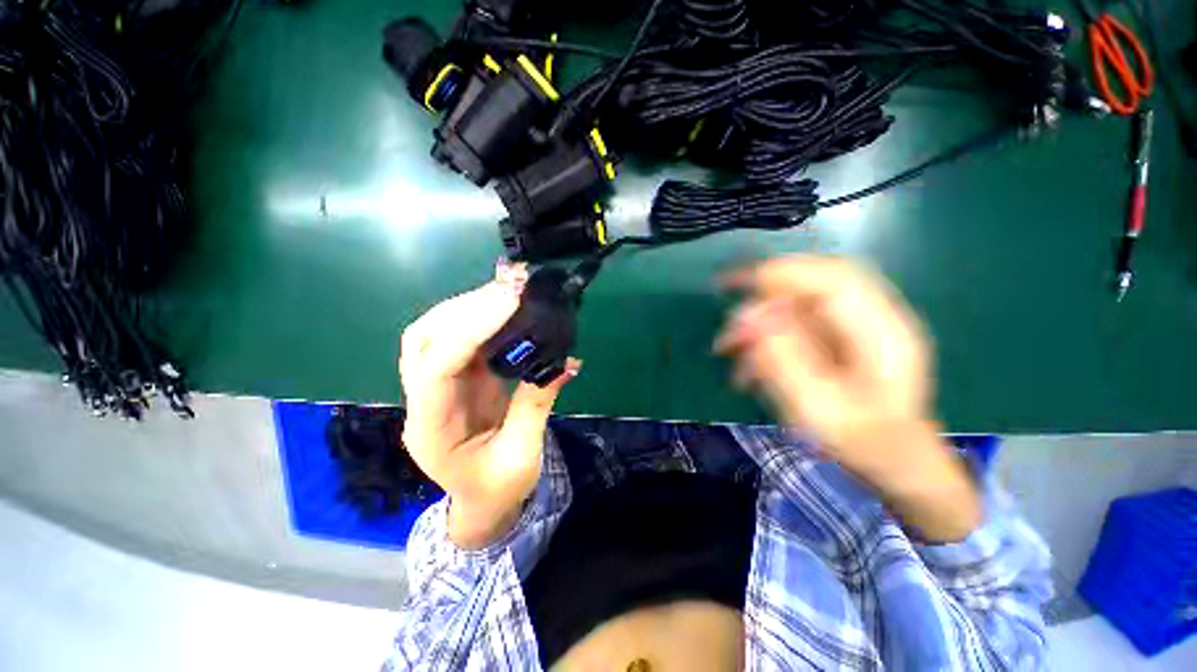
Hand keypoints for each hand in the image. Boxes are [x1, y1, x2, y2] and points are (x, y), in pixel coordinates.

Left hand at [400, 262, 579, 548]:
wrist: (483, 503)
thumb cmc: (498, 489)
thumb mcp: (521, 454)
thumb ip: (535, 405)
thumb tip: (564, 361)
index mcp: (431, 430)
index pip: (437, 369)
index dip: (469, 332)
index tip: (509, 304)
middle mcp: (423, 401)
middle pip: (423, 340)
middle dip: (464, 308)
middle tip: (509, 289)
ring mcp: (437, 387)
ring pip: (436, 332)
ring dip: (470, 306)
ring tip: (509, 290)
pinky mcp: (458, 378)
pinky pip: (461, 339)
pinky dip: (481, 317)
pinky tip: (506, 307)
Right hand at [716, 256, 979, 541]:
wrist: (896, 463)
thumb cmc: (863, 444)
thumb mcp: (818, 408)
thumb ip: (783, 359)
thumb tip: (748, 317)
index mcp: (882, 332)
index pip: (832, 279)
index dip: (782, 272)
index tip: (735, 283)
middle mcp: (872, 318)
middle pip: (812, 285)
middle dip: (762, 300)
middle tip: (729, 327)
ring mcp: (856, 326)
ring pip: (797, 304)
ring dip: (758, 323)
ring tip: (729, 350)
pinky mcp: (840, 337)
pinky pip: (795, 324)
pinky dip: (766, 338)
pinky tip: (749, 365)